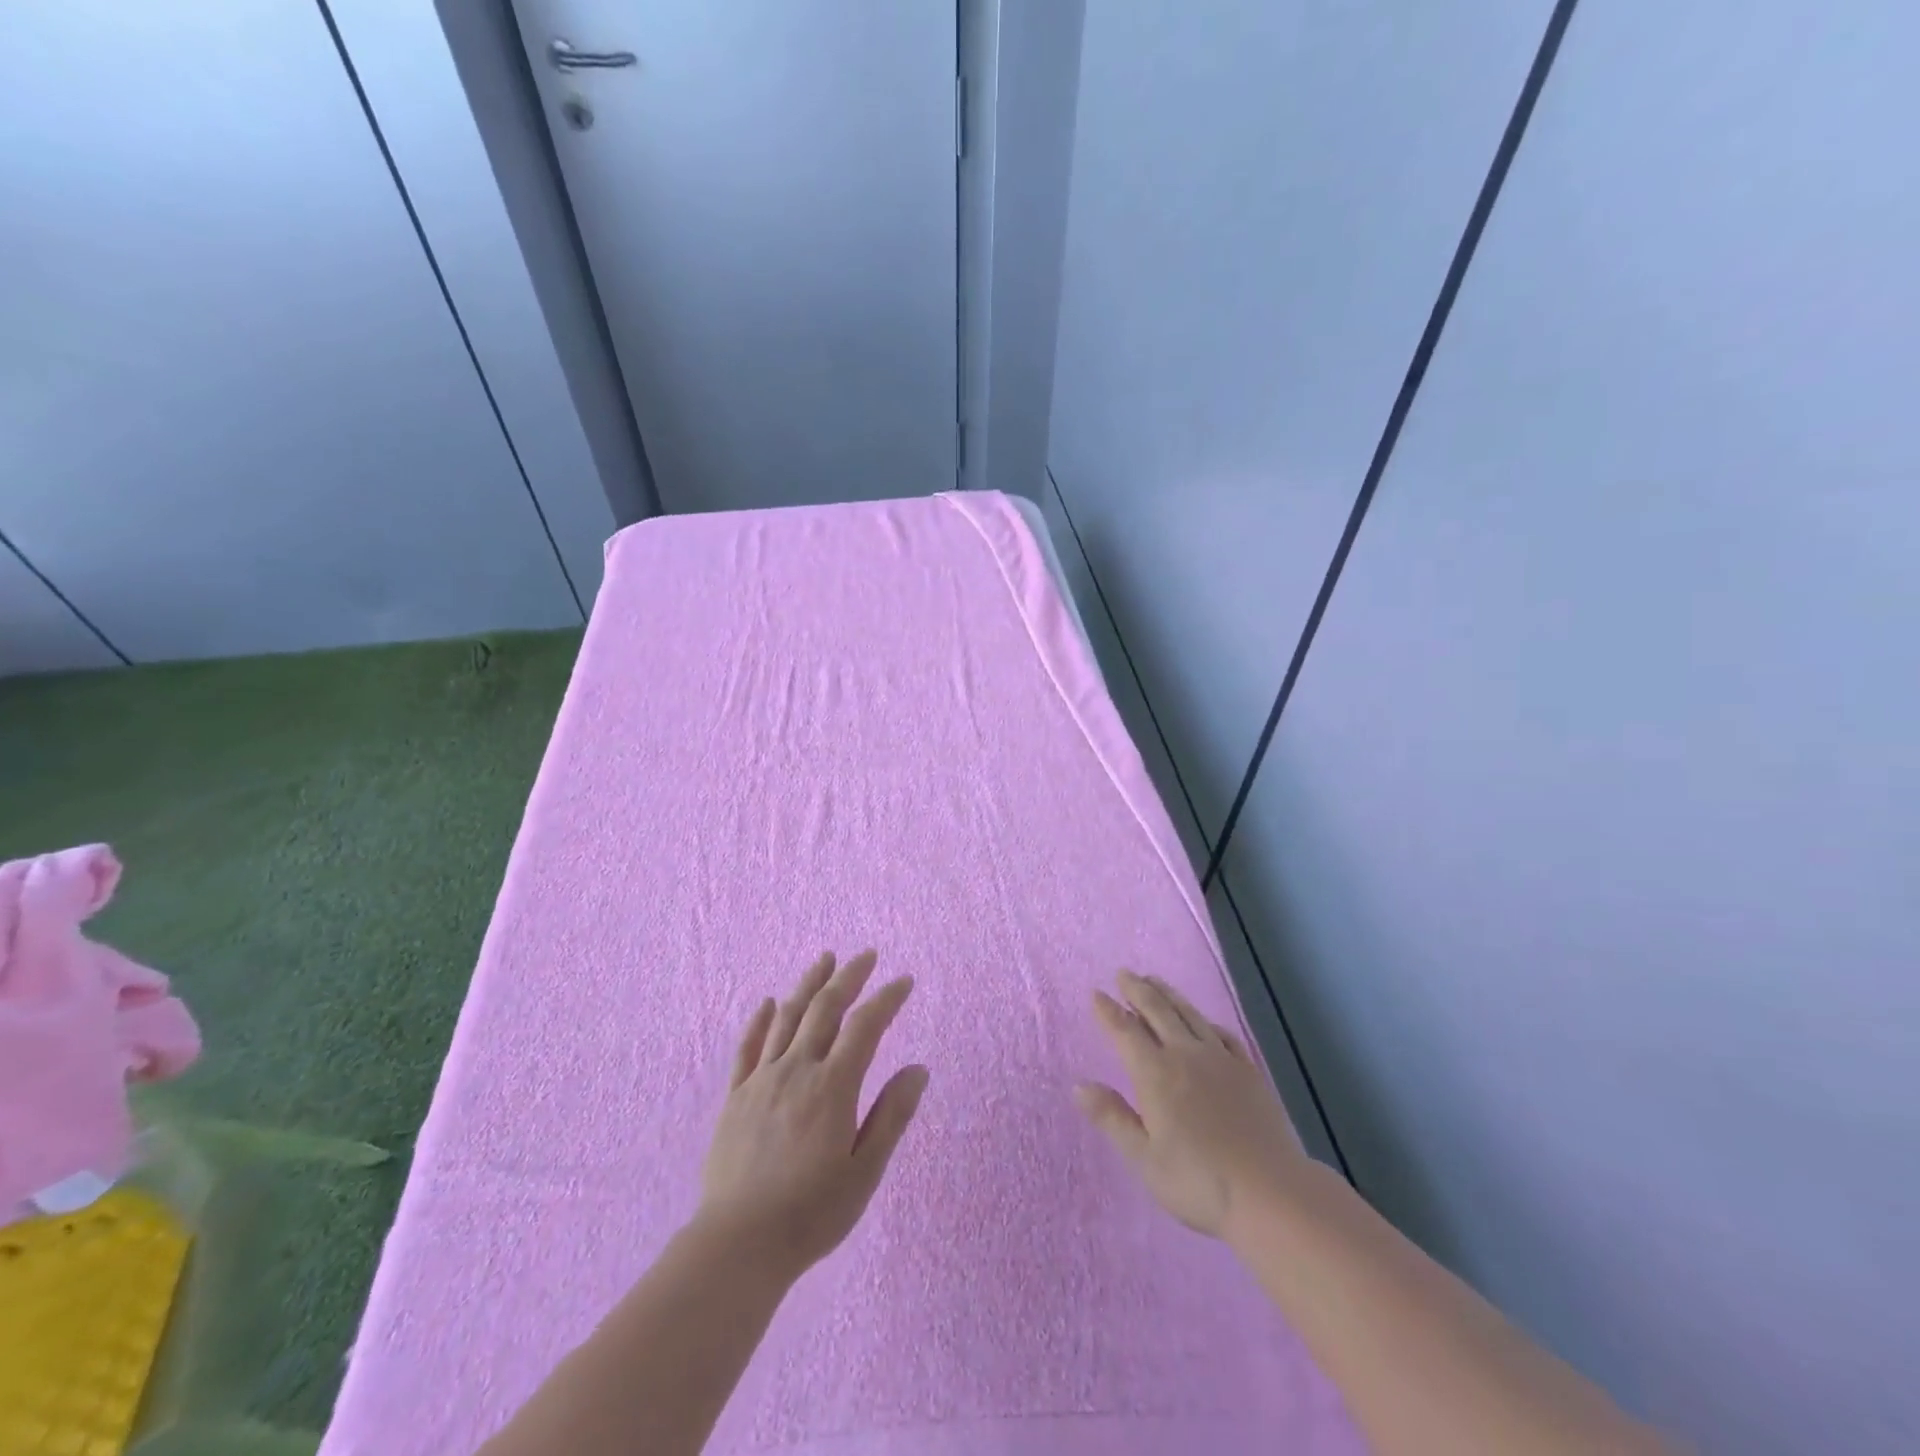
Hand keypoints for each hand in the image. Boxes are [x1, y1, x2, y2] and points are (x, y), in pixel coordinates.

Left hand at [699, 950, 928, 1279]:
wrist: (736, 1246)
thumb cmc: (810, 1214)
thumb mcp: (864, 1173)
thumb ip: (891, 1116)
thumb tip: (917, 1069)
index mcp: (832, 1087)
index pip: (865, 1026)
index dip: (887, 999)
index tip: (904, 981)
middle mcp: (796, 1070)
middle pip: (825, 1009)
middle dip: (849, 977)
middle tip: (866, 956)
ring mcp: (761, 1080)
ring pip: (787, 1017)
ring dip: (809, 984)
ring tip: (825, 959)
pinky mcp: (735, 1096)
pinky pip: (748, 1047)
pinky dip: (761, 1019)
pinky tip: (769, 1002)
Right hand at [1076, 969, 1305, 1238]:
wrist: (1272, 1193)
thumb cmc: (1199, 1182)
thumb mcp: (1144, 1158)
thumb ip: (1112, 1117)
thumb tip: (1079, 1085)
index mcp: (1155, 1073)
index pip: (1125, 1031)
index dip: (1108, 1011)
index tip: (1096, 993)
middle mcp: (1185, 1054)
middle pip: (1157, 1010)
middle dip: (1137, 989)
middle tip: (1124, 974)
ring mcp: (1220, 1059)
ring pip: (1188, 1014)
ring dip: (1168, 994)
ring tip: (1154, 980)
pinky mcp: (1248, 1070)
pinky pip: (1221, 1033)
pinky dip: (1204, 1020)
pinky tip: (1202, 1021)